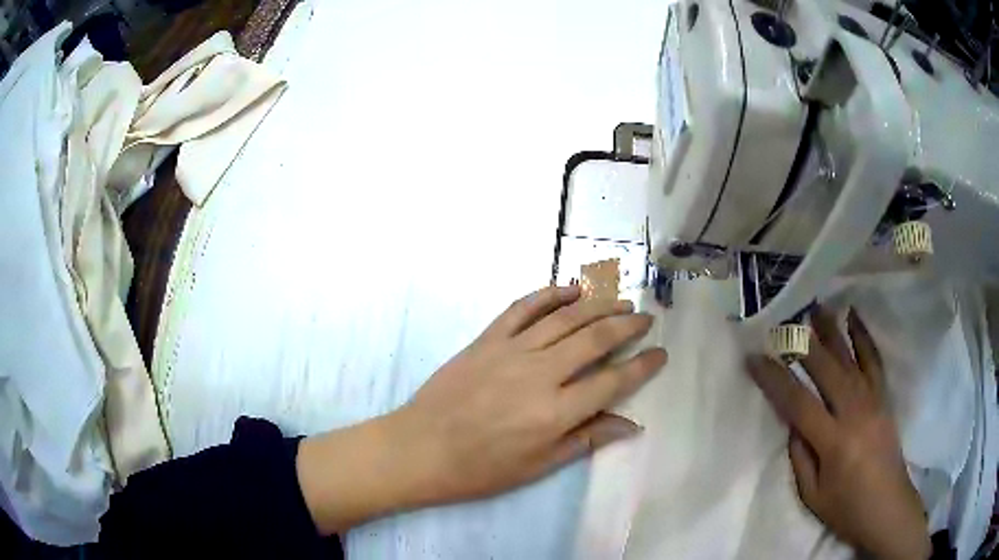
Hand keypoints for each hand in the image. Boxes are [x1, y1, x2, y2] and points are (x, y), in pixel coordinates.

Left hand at [298, 285, 666, 533]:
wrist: (420, 448)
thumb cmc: (480, 469)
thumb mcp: (537, 466)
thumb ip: (586, 439)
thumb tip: (630, 424)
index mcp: (555, 412)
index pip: (613, 381)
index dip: (642, 366)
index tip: (660, 354)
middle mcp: (539, 374)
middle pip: (595, 339)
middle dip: (627, 325)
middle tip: (645, 318)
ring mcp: (511, 350)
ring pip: (565, 317)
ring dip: (598, 304)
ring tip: (620, 299)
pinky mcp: (487, 339)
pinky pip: (523, 307)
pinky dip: (550, 294)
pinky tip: (570, 289)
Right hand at [747, 309, 930, 559]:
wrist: (887, 508)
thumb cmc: (846, 509)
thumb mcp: (812, 495)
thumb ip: (800, 456)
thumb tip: (793, 423)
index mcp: (833, 442)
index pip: (798, 402)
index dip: (774, 379)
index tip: (754, 358)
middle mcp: (855, 413)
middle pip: (826, 370)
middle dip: (802, 343)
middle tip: (783, 320)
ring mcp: (873, 401)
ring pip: (850, 357)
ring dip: (831, 330)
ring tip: (816, 306)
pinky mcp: (884, 398)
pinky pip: (874, 361)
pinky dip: (864, 336)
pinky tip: (854, 316)